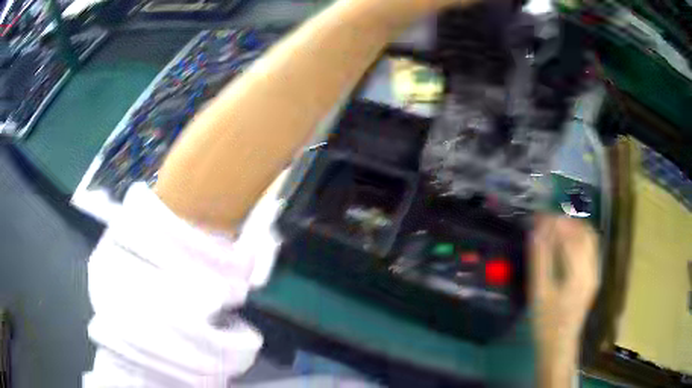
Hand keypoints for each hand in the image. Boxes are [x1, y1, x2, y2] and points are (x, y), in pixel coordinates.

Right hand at [530, 216, 599, 385]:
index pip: (571, 236)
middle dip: (566, 221)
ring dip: (574, 227)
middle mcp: (592, 268)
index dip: (555, 222)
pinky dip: (578, 238)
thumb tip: (536, 232)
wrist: (560, 345)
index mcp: (579, 273)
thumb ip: (539, 260)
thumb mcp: (539, 293)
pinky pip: (590, 248)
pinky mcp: (593, 276)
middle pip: (585, 232)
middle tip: (546, 220)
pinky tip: (565, 242)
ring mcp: (595, 272)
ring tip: (555, 227)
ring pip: (590, 238)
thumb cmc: (546, 322)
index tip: (538, 216)